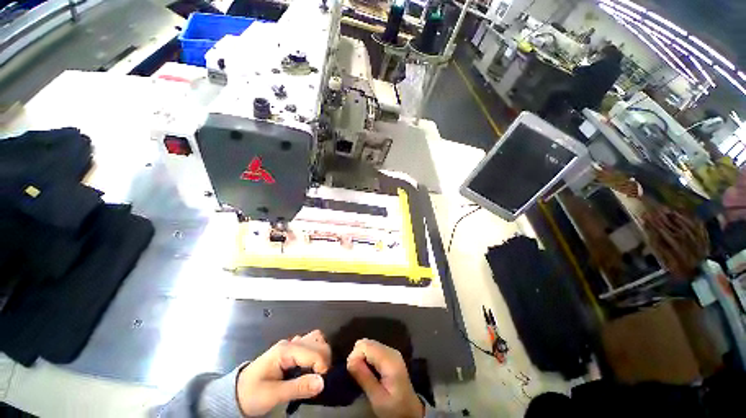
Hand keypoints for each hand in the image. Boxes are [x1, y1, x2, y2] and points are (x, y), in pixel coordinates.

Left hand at [236, 330, 330, 415]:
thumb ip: (298, 388)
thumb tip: (322, 382)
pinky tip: (312, 367)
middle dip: (324, 359)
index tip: (323, 383)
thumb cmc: (252, 394)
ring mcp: (291, 344)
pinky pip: (311, 343)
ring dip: (322, 353)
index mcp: (285, 351)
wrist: (236, 393)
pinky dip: (317, 352)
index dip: (322, 366)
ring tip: (319, 372)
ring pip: (316, 338)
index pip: (313, 351)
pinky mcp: (292, 349)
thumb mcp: (272, 395)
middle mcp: (291, 343)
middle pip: (318, 341)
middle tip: (321, 379)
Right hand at [347, 339, 423, 417]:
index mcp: (389, 360)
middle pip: (366, 342)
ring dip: (361, 356)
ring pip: (368, 344)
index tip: (352, 373)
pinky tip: (368, 370)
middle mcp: (391, 350)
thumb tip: (350, 360)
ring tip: (362, 373)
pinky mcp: (389, 354)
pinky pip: (372, 348)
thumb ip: (364, 378)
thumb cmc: (394, 408)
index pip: (365, 346)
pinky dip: (366, 357)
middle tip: (356, 374)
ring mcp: (391, 351)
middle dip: (357, 355)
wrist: (410, 411)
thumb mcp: (377, 398)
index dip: (355, 356)